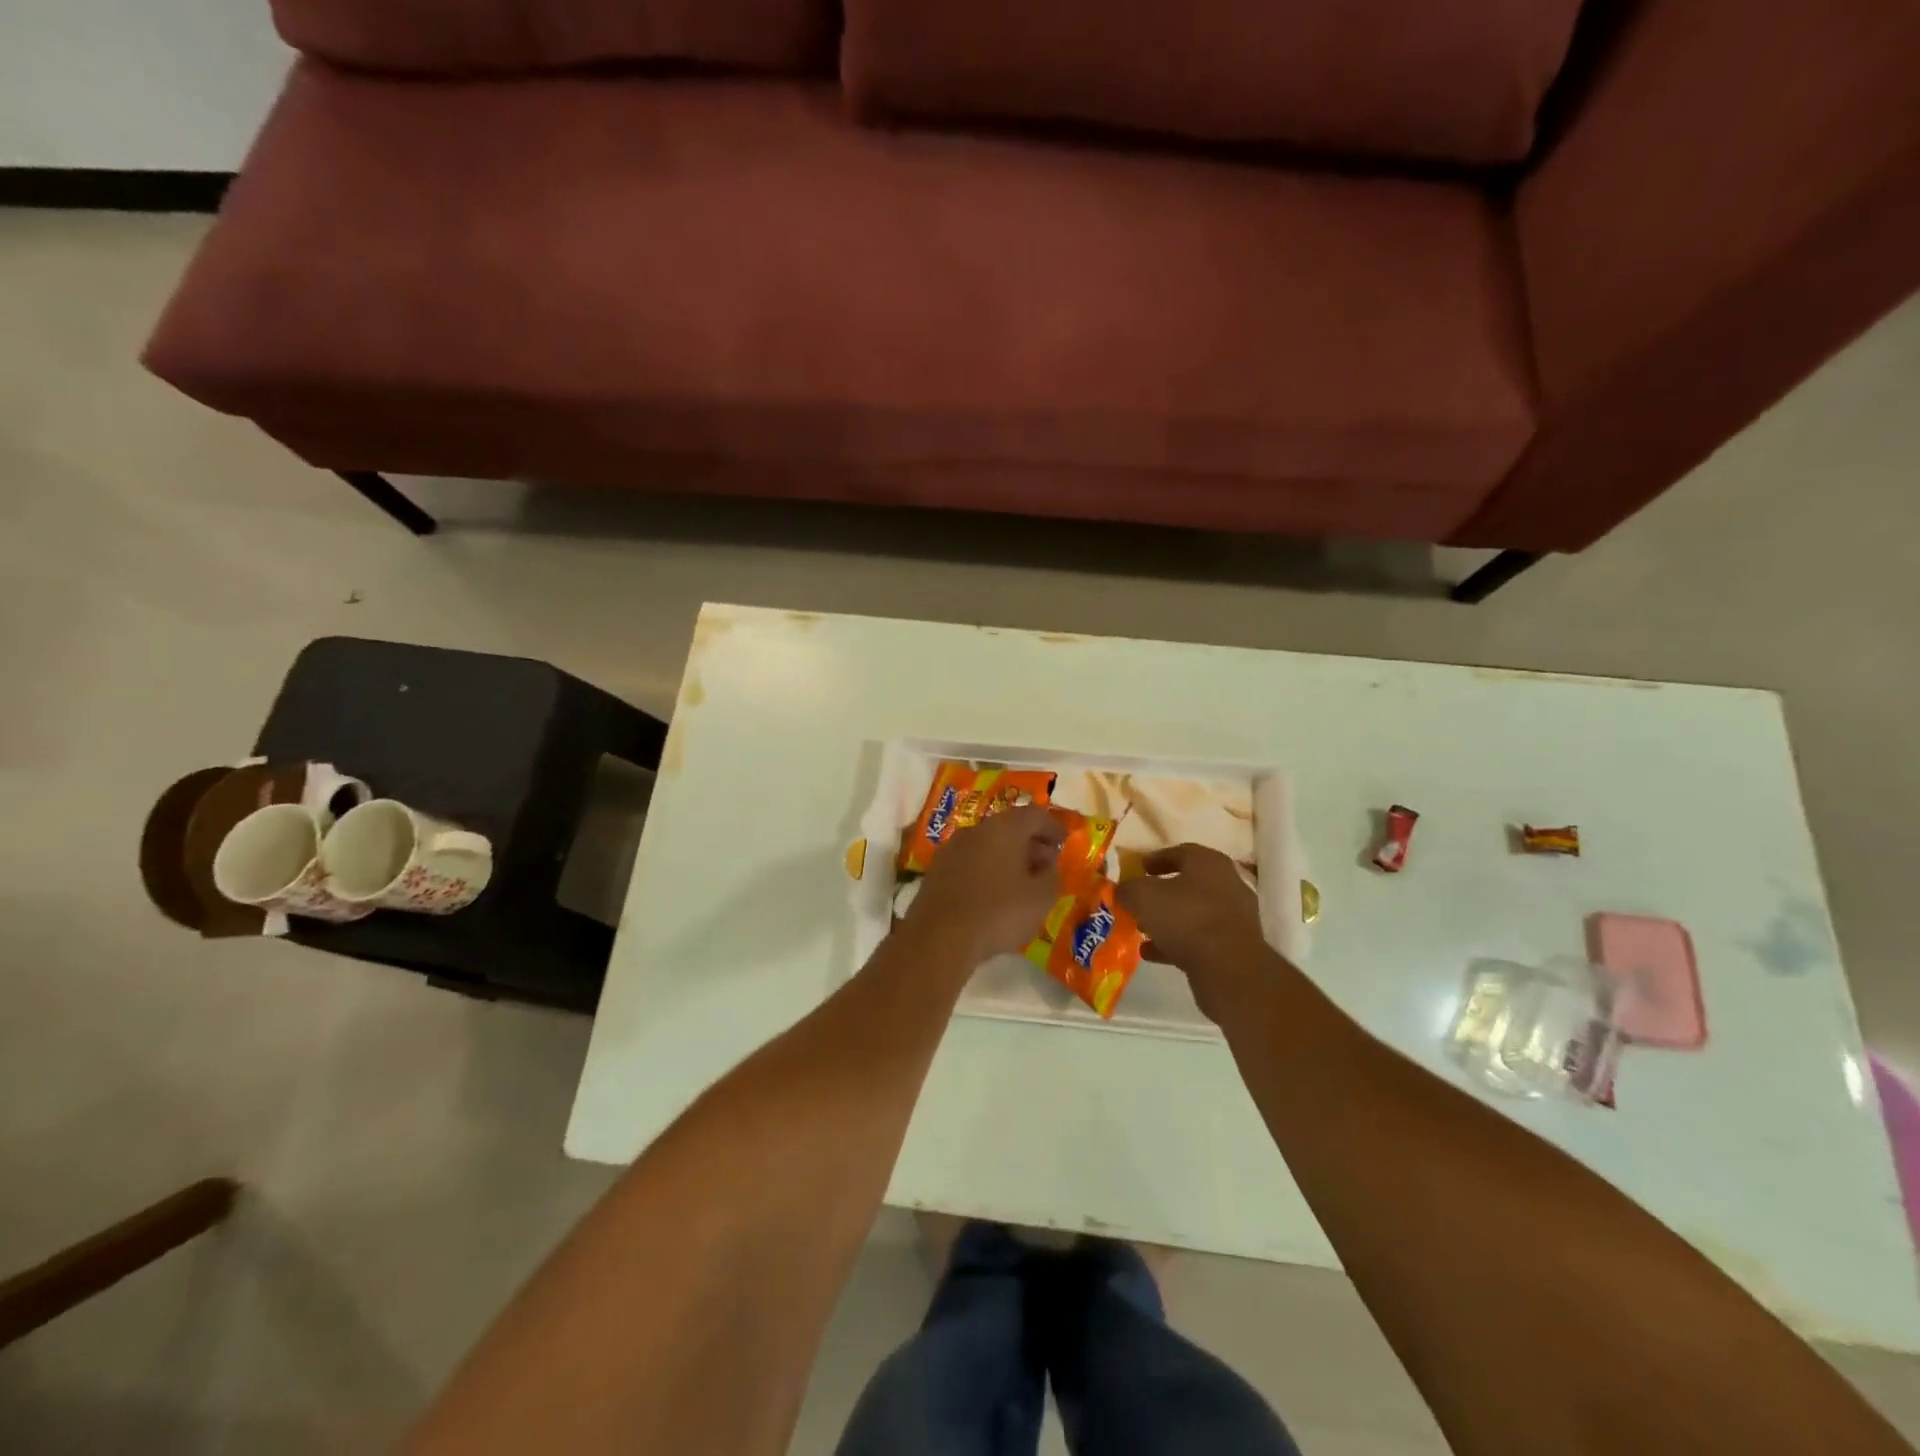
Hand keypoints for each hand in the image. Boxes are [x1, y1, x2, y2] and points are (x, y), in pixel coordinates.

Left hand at [902, 805, 1065, 967]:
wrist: (939, 937)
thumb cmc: (998, 913)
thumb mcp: (1041, 898)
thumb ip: (1052, 876)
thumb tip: (1047, 864)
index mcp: (1004, 828)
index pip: (1035, 814)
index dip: (1053, 826)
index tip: (1064, 842)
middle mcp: (975, 829)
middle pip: (1009, 826)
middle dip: (1030, 842)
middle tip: (1045, 863)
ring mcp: (952, 848)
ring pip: (987, 843)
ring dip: (1007, 856)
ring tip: (1021, 881)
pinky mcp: (936, 870)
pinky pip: (970, 861)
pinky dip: (986, 869)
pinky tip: (993, 893)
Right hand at [1116, 844, 1270, 1017]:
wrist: (1228, 966)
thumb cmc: (1184, 917)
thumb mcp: (1142, 897)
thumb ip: (1128, 889)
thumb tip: (1122, 890)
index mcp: (1208, 862)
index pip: (1180, 852)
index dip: (1156, 859)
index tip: (1138, 868)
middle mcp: (1226, 884)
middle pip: (1188, 884)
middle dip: (1161, 893)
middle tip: (1139, 901)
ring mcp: (1234, 916)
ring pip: (1193, 913)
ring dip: (1167, 920)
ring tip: (1141, 930)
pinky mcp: (1233, 946)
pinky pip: (1199, 939)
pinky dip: (1175, 943)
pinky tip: (1151, 953)